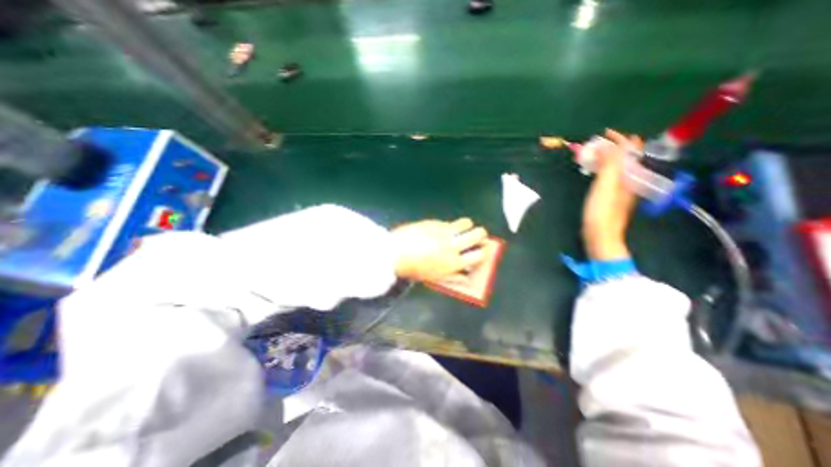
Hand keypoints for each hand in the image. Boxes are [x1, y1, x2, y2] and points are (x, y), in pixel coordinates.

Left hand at [390, 217, 487, 281]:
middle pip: (478, 234)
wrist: (395, 253)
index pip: (479, 255)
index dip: (484, 251)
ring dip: (468, 226)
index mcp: (454, 263)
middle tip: (478, 236)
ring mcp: (444, 231)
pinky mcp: (435, 223)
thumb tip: (465, 273)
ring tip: (463, 228)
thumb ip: (453, 274)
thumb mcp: (435, 277)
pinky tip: (443, 229)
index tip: (484, 249)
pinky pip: (449, 221)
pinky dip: (451, 225)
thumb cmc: (414, 270)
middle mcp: (453, 245)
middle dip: (481, 235)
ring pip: (466, 223)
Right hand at [582, 129, 641, 259]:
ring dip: (607, 157)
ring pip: (618, 166)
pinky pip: (610, 175)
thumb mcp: (606, 185)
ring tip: (592, 154)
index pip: (631, 150)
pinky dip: (603, 168)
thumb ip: (610, 164)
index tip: (603, 133)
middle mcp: (631, 179)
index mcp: (632, 174)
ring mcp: (622, 189)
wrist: (601, 235)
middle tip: (595, 144)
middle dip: (613, 147)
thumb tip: (607, 145)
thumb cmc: (602, 210)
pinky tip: (594, 170)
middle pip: (626, 157)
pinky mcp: (612, 197)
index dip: (620, 139)